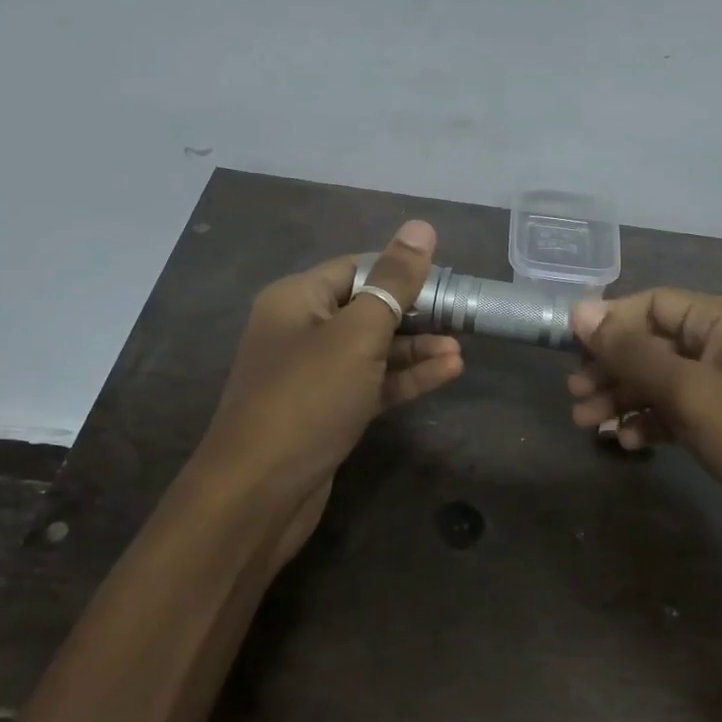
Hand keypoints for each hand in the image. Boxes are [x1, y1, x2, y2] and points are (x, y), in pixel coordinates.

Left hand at [197, 220, 463, 560]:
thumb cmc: (307, 399)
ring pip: (373, 349)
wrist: (259, 494)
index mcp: (296, 299)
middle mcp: (301, 330)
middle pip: (367, 308)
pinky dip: (405, 378)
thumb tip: (421, 227)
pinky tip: (447, 372)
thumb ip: (394, 282)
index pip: (357, 268)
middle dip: (415, 312)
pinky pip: (372, 383)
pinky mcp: (328, 411)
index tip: (447, 280)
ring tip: (461, 349)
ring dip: (416, 348)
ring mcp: (314, 375)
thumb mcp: (357, 334)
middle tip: (462, 316)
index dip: (401, 270)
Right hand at [567, 289, 721, 564]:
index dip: (610, 323)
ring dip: (624, 398)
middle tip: (574, 395)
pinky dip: (651, 423)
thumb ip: (632, 352)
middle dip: (612, 368)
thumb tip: (580, 311)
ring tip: (586, 422)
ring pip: (663, 381)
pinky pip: (679, 412)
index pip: (654, 304)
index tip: (568, 349)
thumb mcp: (690, 390)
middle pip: (654, 344)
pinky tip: (628, 443)